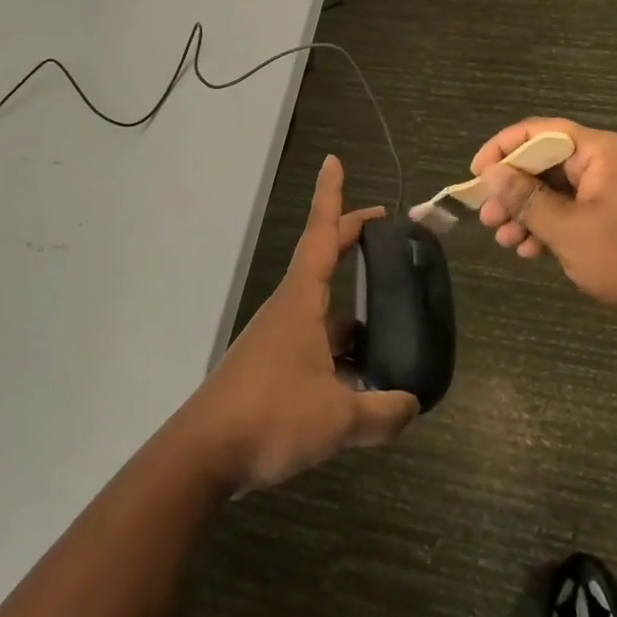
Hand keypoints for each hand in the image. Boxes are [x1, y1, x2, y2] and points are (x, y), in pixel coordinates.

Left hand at [180, 155, 417, 491]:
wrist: (203, 454)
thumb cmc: (269, 416)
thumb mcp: (338, 418)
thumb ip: (383, 413)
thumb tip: (413, 405)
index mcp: (301, 301)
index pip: (320, 234)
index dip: (331, 197)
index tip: (332, 161)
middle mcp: (288, 310)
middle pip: (321, 260)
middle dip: (349, 237)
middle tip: (383, 226)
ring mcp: (278, 339)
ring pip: (322, 306)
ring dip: (350, 300)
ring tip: (389, 313)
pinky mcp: (272, 368)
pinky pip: (315, 341)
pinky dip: (341, 344)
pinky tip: (362, 374)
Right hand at [471, 119, 616, 329]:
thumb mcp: (569, 231)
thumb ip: (527, 199)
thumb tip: (491, 174)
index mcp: (598, 151)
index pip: (538, 131)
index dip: (502, 149)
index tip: (476, 176)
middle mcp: (604, 161)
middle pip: (544, 161)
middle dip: (512, 190)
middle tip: (488, 219)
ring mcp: (612, 188)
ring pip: (555, 189)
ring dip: (527, 213)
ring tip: (505, 241)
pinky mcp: (616, 213)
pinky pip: (573, 208)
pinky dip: (550, 225)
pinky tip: (531, 251)